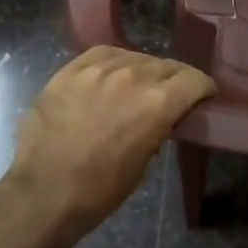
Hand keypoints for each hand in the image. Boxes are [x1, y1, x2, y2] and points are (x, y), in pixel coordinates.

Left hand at [5, 47, 214, 241]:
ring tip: (137, 87)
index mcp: (157, 102)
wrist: (44, 192)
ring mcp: (98, 69)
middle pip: (167, 65)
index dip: (203, 89)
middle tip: (171, 97)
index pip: (194, 79)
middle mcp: (133, 75)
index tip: (202, 99)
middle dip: (175, 81)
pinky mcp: (71, 69)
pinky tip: (112, 76)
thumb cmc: (100, 189)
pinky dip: (115, 63)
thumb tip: (162, 116)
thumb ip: (160, 126)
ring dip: (144, 71)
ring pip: (136, 57)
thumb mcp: (145, 161)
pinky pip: (104, 54)